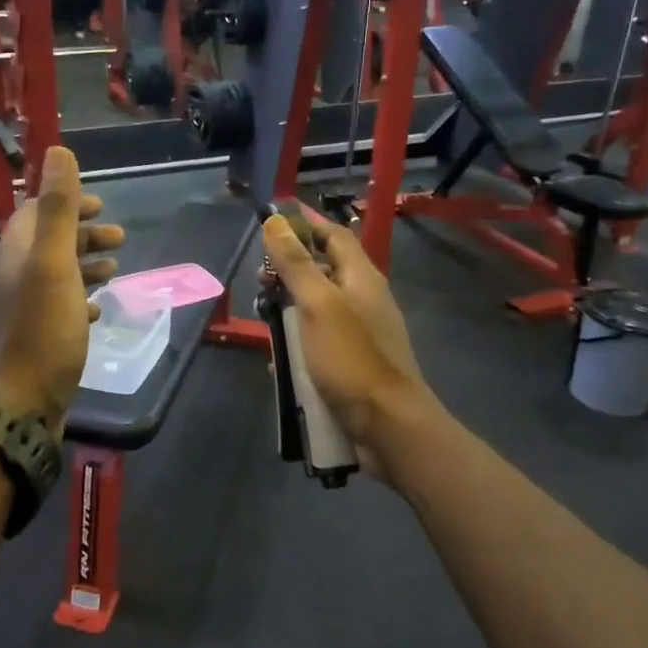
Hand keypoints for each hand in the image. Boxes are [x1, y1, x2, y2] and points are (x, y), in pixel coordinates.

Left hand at [0, 147, 123, 432]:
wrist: (22, 402)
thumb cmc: (43, 330)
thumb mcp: (53, 264)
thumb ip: (57, 208)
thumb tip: (58, 151)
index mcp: (18, 254)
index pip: (36, 213)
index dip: (67, 203)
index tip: (100, 205)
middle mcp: (16, 277)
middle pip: (50, 243)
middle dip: (84, 235)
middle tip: (120, 238)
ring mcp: (26, 309)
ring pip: (57, 275)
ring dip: (86, 265)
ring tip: (116, 270)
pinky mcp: (38, 337)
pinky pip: (61, 307)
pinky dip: (81, 298)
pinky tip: (99, 308)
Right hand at [260, 211, 428, 480]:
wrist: (388, 426)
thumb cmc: (352, 358)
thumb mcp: (319, 305)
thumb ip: (297, 264)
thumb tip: (276, 221)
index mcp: (362, 278)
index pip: (334, 236)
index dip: (306, 225)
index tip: (271, 223)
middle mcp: (364, 300)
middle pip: (323, 272)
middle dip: (289, 273)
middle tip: (259, 282)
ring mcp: (360, 334)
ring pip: (317, 310)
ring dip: (289, 313)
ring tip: (263, 324)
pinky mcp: (352, 364)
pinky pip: (319, 345)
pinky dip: (298, 347)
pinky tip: (278, 364)